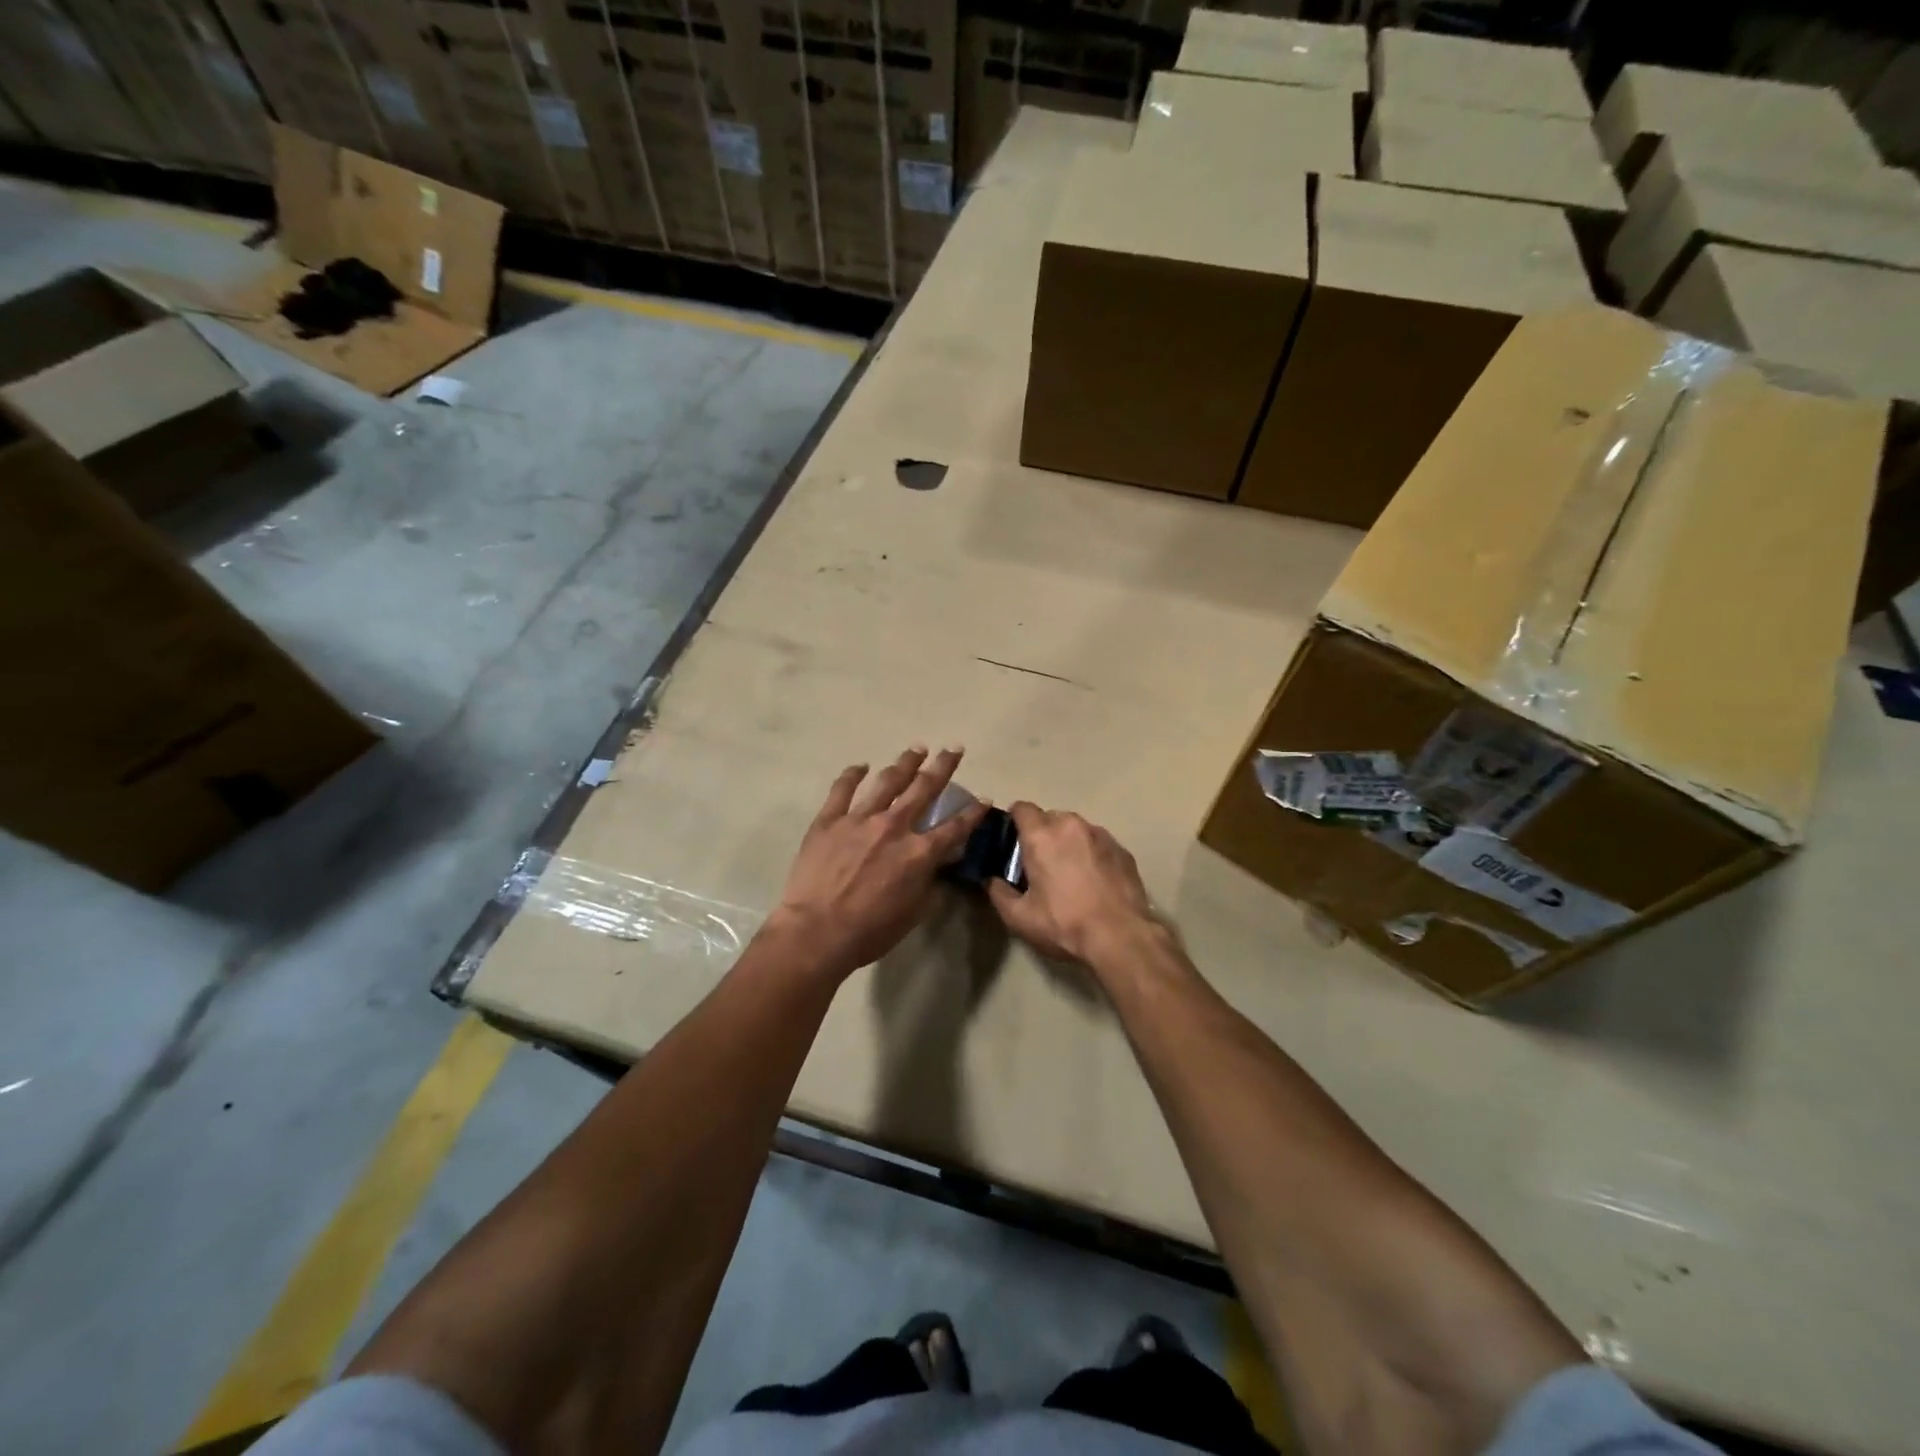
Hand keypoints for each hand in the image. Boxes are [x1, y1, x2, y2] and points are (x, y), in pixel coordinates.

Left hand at [769, 747, 985, 980]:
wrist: (817, 931)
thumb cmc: (870, 931)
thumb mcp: (913, 912)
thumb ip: (931, 883)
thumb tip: (941, 865)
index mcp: (919, 853)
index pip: (955, 827)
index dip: (973, 813)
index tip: (984, 798)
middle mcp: (894, 826)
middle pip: (924, 789)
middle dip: (942, 766)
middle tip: (953, 748)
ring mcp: (859, 819)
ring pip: (887, 781)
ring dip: (905, 763)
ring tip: (916, 749)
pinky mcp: (829, 820)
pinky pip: (842, 789)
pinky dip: (852, 774)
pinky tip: (861, 766)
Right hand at [986, 803, 1162, 968]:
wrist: (1121, 937)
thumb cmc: (1065, 924)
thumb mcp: (1020, 917)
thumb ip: (998, 893)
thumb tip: (991, 880)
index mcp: (1042, 836)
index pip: (1022, 808)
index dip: (1014, 821)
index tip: (1013, 842)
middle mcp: (1072, 826)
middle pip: (1049, 818)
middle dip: (1042, 835)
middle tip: (1040, 864)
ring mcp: (1101, 835)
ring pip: (1076, 830)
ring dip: (1068, 843)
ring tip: (1070, 874)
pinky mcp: (1122, 850)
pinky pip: (1098, 843)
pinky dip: (1091, 854)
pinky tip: (1094, 881)